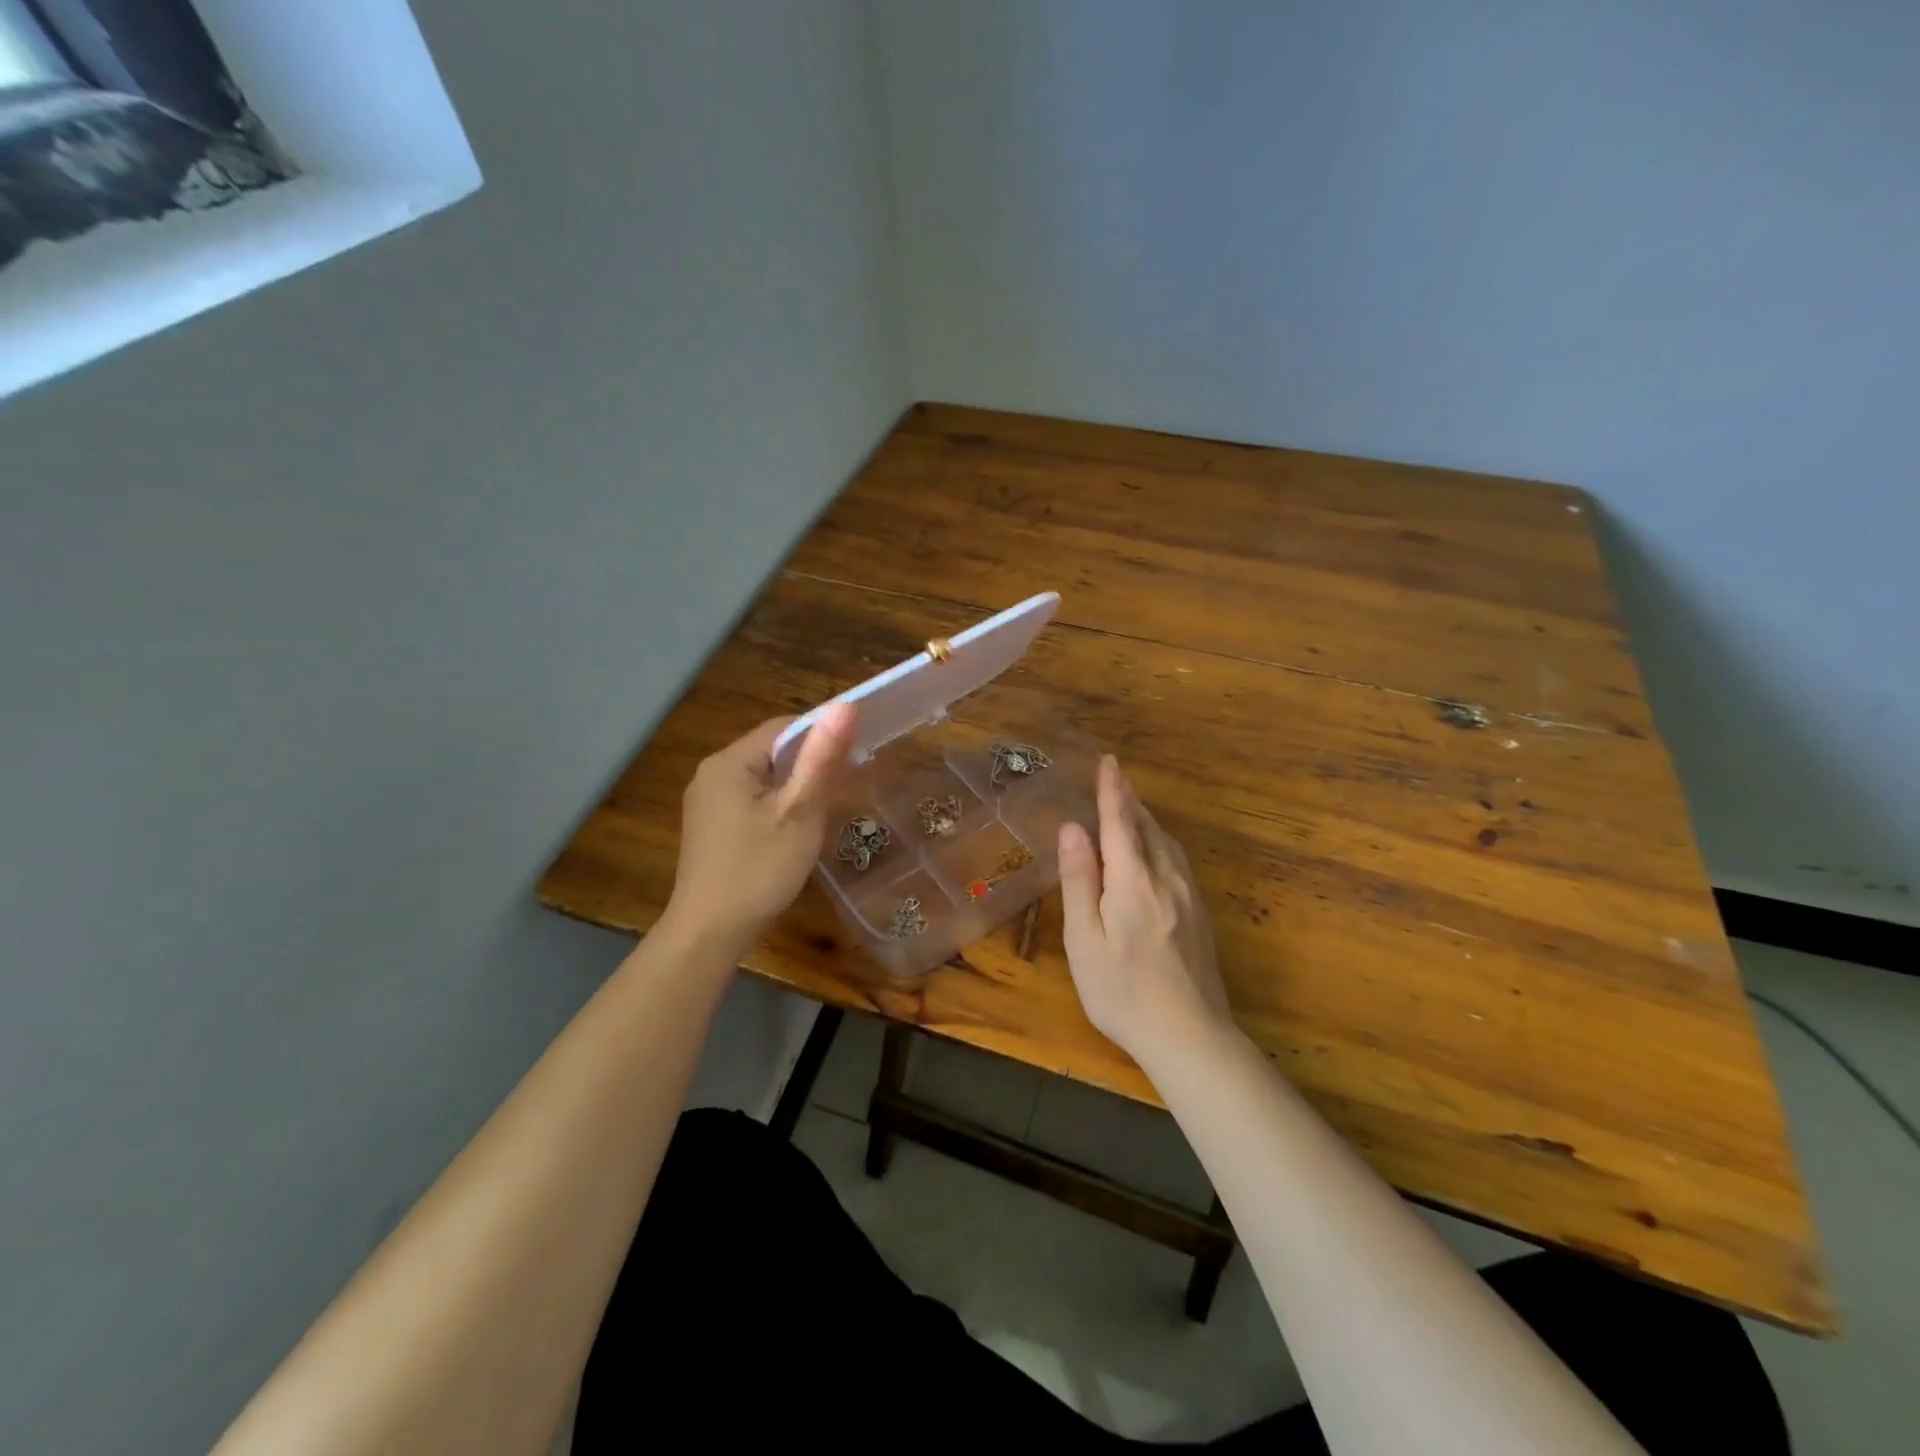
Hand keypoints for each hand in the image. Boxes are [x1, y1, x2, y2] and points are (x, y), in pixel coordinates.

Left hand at [660, 704, 856, 960]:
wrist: (709, 934)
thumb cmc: (758, 871)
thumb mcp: (799, 813)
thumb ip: (822, 758)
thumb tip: (845, 705)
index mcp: (729, 762)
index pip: (784, 727)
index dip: (821, 738)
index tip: (852, 761)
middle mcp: (711, 773)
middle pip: (772, 751)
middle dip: (808, 767)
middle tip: (840, 794)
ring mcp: (706, 801)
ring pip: (763, 778)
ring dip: (794, 789)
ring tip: (819, 816)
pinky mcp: (710, 826)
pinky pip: (750, 800)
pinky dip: (776, 807)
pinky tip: (791, 834)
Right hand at [1058, 756, 1232, 1062]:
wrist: (1190, 1035)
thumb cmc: (1122, 990)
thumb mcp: (1084, 939)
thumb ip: (1079, 880)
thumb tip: (1073, 828)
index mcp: (1133, 880)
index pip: (1120, 821)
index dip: (1112, 790)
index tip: (1108, 761)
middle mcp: (1166, 878)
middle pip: (1147, 826)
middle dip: (1129, 799)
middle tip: (1115, 778)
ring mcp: (1188, 896)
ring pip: (1166, 842)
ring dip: (1146, 819)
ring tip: (1130, 807)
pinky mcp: (1200, 914)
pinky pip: (1177, 860)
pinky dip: (1159, 842)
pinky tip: (1154, 852)